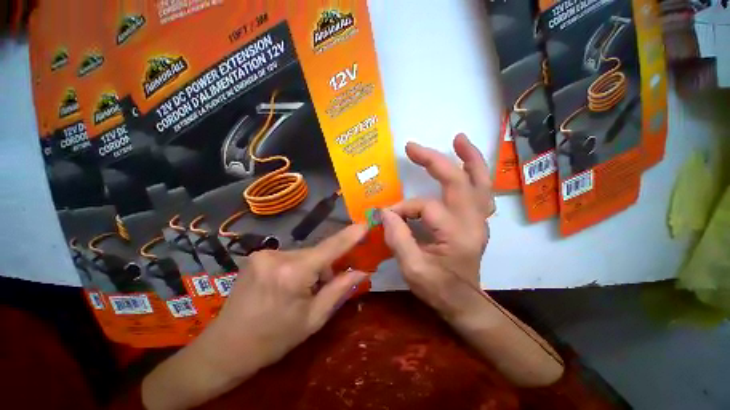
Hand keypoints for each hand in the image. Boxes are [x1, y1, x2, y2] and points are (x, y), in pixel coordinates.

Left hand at [142, 224, 367, 409]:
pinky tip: (288, 286)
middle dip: (326, 266)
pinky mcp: (257, 256)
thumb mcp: (313, 319)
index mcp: (292, 274)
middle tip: (325, 287)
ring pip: (304, 254)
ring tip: (303, 291)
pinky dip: (298, 267)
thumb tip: (362, 272)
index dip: (350, 235)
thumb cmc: (273, 339)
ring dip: (311, 268)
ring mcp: (264, 254)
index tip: (365, 224)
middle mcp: (277, 256)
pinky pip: (290, 257)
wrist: (225, 348)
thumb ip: (339, 290)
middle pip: (316, 253)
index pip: (329, 248)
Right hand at [381, 134, 493, 319]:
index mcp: (457, 234)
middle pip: (457, 181)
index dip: (402, 209)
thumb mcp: (413, 270)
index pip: (425, 207)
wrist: (465, 302)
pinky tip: (467, 162)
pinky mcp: (477, 220)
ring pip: (480, 181)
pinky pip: (481, 191)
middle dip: (433, 161)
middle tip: (413, 147)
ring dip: (469, 158)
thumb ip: (398, 238)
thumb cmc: (439, 289)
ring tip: (458, 139)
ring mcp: (479, 220)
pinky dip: (476, 173)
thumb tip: (385, 213)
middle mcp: (473, 221)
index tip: (386, 216)